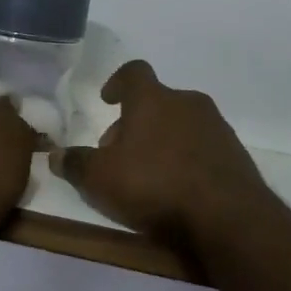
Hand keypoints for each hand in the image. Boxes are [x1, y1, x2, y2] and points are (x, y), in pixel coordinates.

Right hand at [50, 61, 269, 250]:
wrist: (226, 217)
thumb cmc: (154, 186)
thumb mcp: (100, 179)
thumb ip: (75, 164)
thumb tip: (54, 155)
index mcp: (153, 99)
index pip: (134, 72)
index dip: (118, 82)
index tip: (108, 99)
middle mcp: (188, 103)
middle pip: (157, 102)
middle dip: (135, 123)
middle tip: (119, 154)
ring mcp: (217, 128)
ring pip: (181, 125)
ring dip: (162, 142)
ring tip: (148, 175)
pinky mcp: (235, 154)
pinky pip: (202, 148)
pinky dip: (186, 159)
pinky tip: (178, 189)